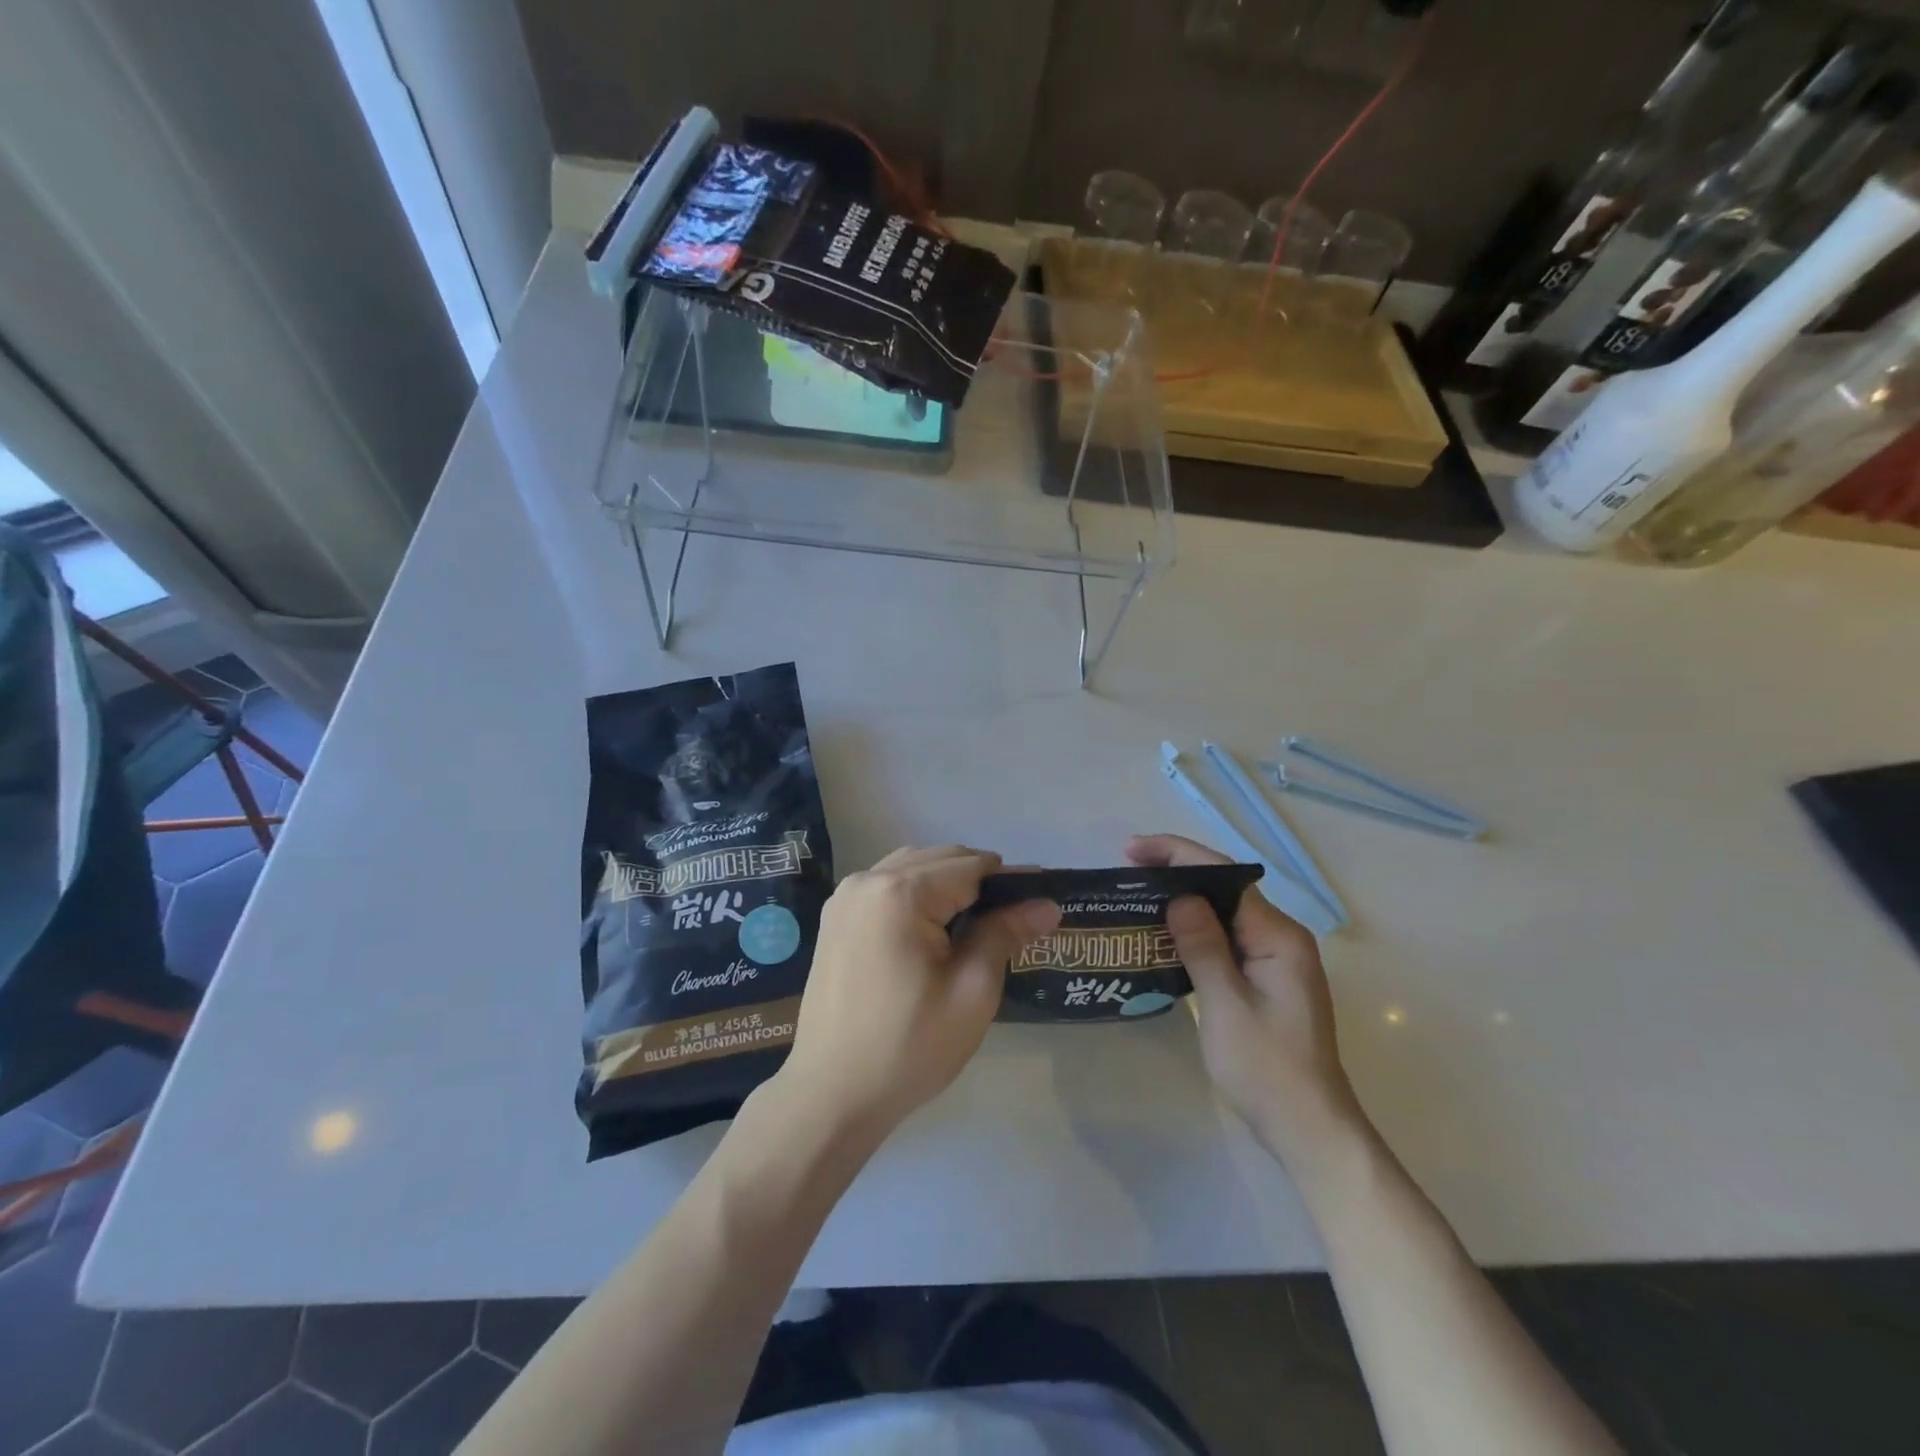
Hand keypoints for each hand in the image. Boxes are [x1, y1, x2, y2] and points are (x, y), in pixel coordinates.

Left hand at [775, 846, 1059, 1140]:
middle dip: (980, 881)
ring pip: (912, 868)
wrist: (831, 1095)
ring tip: (975, 927)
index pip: (971, 866)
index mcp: (900, 893)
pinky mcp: (836, 918)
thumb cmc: (909, 1047)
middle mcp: (867, 880)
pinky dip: (917, 895)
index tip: (1040, 900)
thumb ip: (1005, 934)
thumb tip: (1046, 904)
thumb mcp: (971, 992)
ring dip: (947, 885)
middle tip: (1012, 921)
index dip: (1010, 881)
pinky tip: (933, 931)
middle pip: (939, 859)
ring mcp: (845, 898)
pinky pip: (887, 887)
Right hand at [1127, 834, 1367, 1167]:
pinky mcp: (1265, 978)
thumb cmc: (1267, 1069)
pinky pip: (1225, 939)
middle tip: (1126, 872)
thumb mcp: (1226, 1006)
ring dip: (1183, 901)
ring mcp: (1274, 959)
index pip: (1224, 876)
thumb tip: (1178, 897)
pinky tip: (1163, 935)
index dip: (1177, 854)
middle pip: (1224, 888)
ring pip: (1223, 913)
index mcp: (1277, 936)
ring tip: (1136, 896)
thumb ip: (1203, 946)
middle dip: (1176, 872)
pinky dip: (1193, 930)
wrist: (1310, 1130)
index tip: (1132, 850)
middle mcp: (1280, 937)